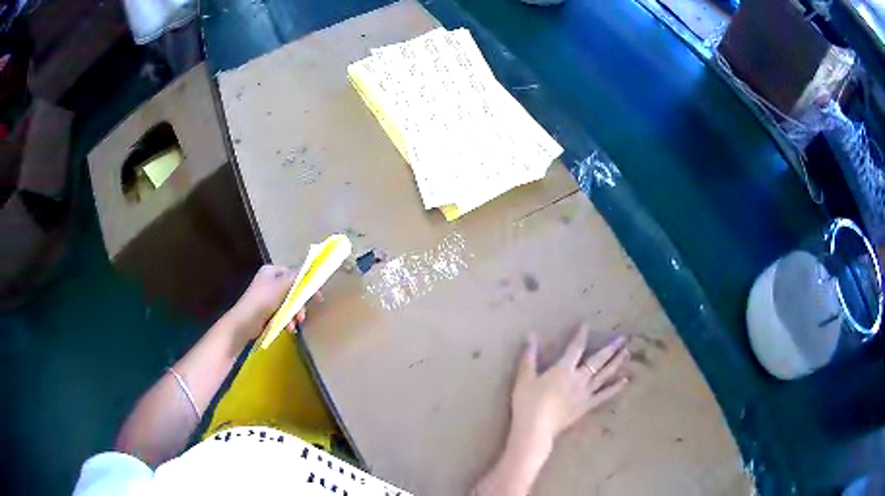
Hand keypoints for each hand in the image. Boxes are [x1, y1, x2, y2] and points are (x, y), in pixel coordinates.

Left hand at [229, 265, 321, 339]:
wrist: (244, 322)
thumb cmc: (262, 300)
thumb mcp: (282, 286)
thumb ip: (297, 277)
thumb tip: (311, 268)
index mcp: (271, 271)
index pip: (294, 274)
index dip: (306, 284)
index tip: (317, 296)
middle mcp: (270, 282)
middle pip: (293, 290)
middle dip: (299, 304)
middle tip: (303, 315)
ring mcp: (268, 298)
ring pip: (289, 304)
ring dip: (294, 315)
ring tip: (295, 324)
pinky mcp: (267, 311)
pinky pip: (282, 313)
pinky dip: (287, 320)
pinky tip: (288, 328)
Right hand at [510, 323, 629, 453]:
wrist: (536, 428)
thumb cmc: (528, 402)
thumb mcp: (524, 378)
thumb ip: (529, 357)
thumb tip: (531, 335)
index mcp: (564, 369)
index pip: (575, 348)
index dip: (581, 335)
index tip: (586, 325)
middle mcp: (578, 378)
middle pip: (597, 360)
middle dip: (610, 348)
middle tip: (622, 339)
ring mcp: (585, 393)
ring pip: (604, 375)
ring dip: (616, 363)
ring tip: (627, 353)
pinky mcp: (586, 406)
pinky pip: (604, 395)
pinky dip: (615, 388)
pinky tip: (624, 381)